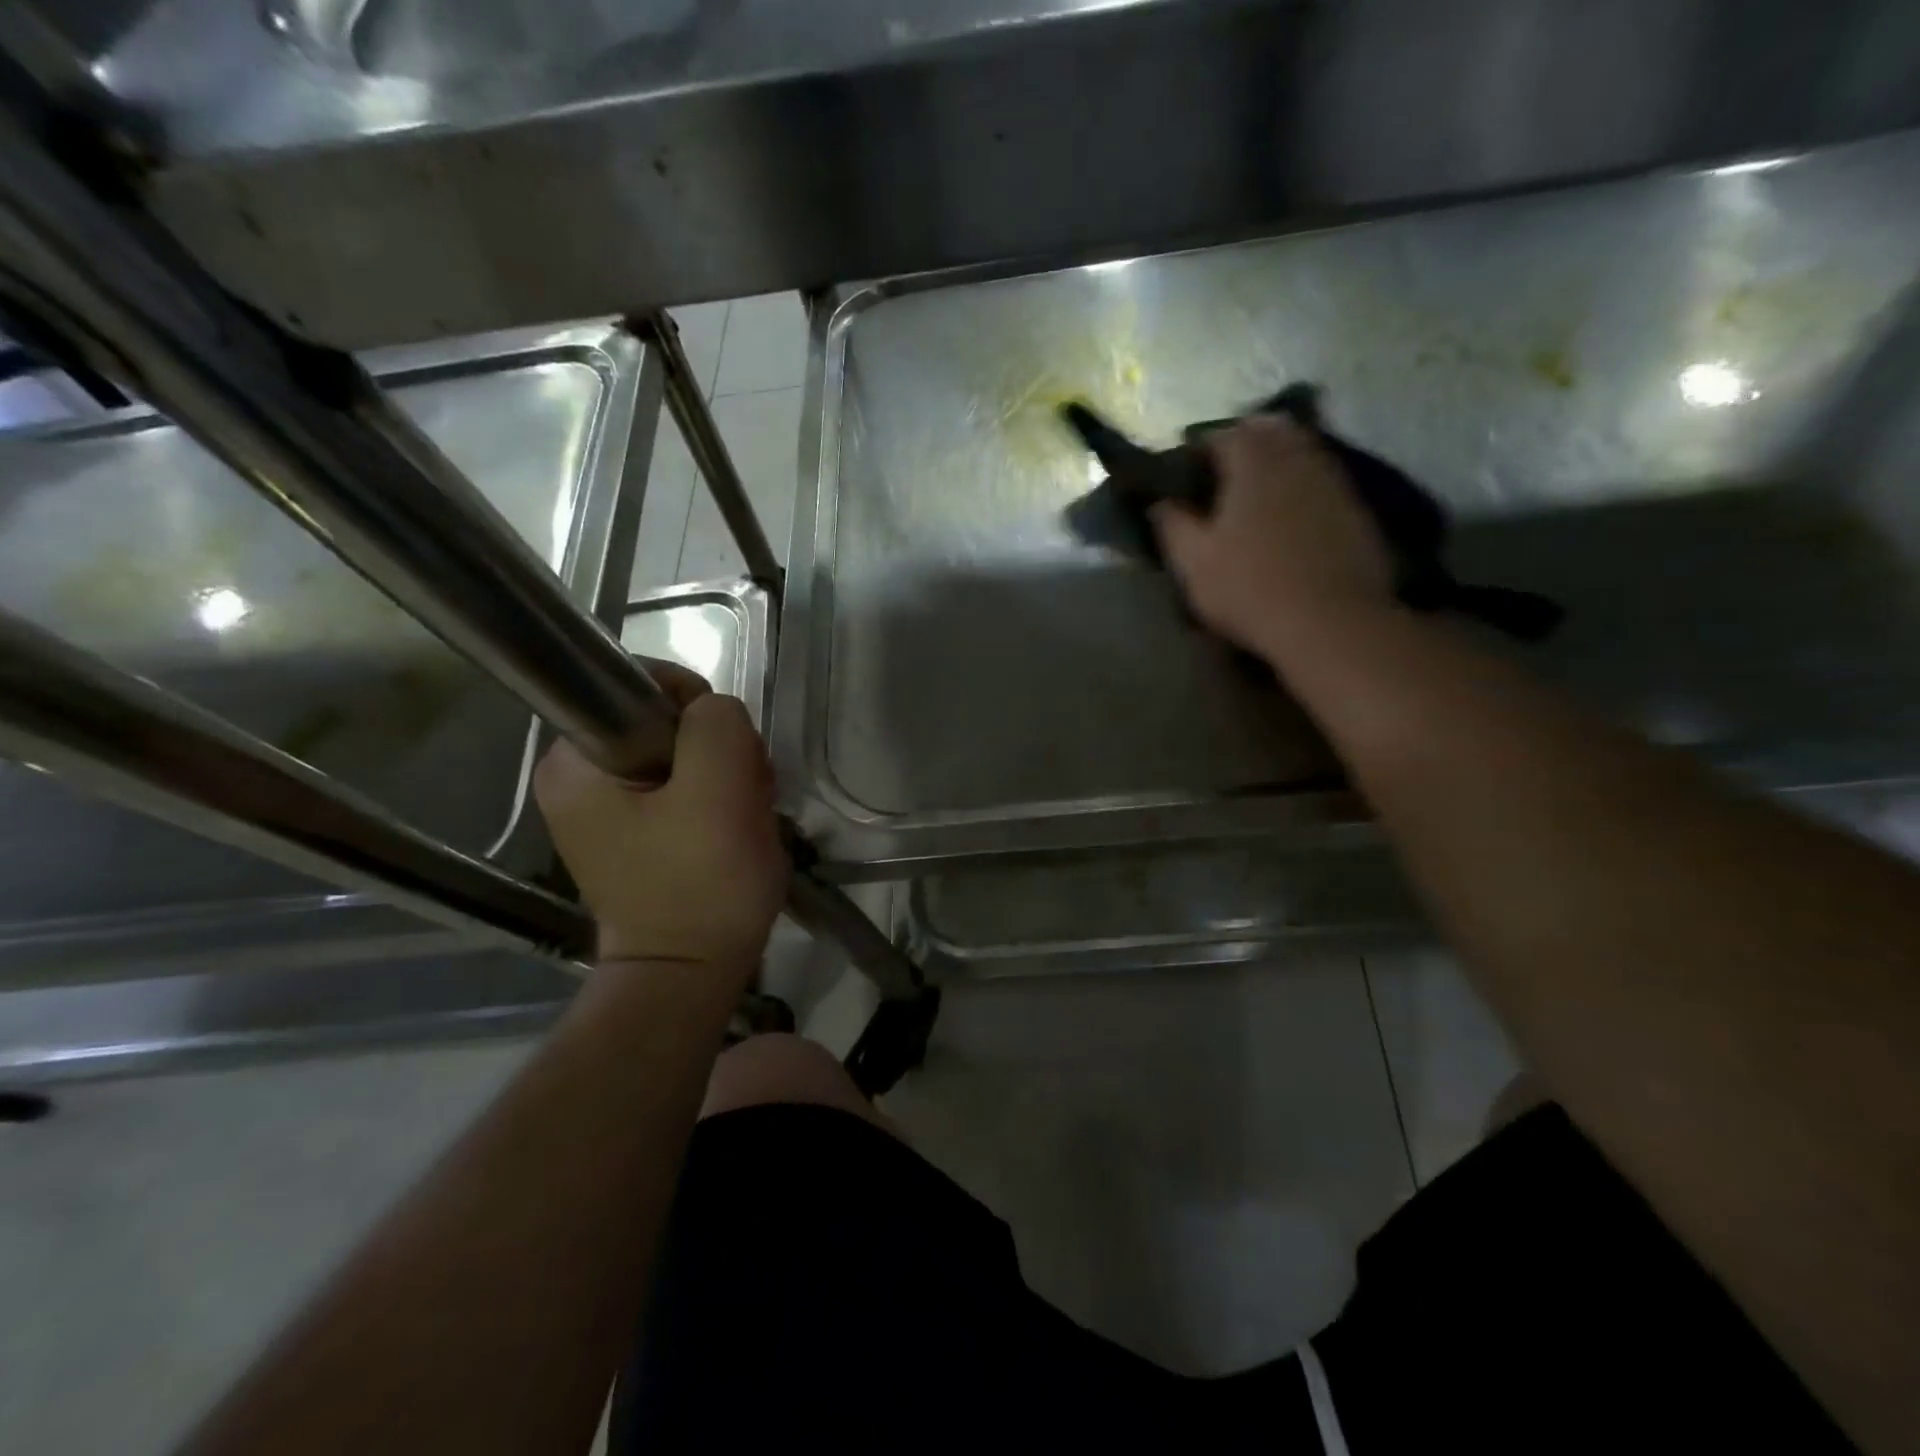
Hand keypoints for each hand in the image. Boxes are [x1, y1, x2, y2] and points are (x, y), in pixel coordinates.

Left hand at [533, 661, 786, 980]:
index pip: (641, 685)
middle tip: (745, 792)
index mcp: (575, 762)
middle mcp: (578, 779)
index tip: (729, 751)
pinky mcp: (636, 833)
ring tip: (747, 815)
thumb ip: (716, 723)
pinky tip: (737, 828)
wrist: (692, 973)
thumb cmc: (701, 884)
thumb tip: (713, 713)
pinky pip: (684, 788)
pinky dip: (719, 800)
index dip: (697, 705)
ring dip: (727, 776)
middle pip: (666, 722)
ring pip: (684, 755)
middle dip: (719, 750)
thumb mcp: (720, 788)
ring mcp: (607, 809)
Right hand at [1151, 415, 1394, 658]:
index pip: (1220, 435)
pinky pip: (1321, 481)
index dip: (1198, 451)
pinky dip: (1301, 488)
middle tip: (1222, 477)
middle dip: (1243, 445)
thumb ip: (1172, 525)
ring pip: (1299, 453)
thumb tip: (1160, 503)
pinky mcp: (1355, 509)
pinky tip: (1290, 519)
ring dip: (1276, 463)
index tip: (1184, 476)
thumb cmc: (1250, 588)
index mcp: (1252, 462)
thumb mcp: (1193, 563)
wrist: (1330, 622)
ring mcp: (1332, 481)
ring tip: (1255, 497)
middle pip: (1267, 431)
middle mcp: (1296, 457)